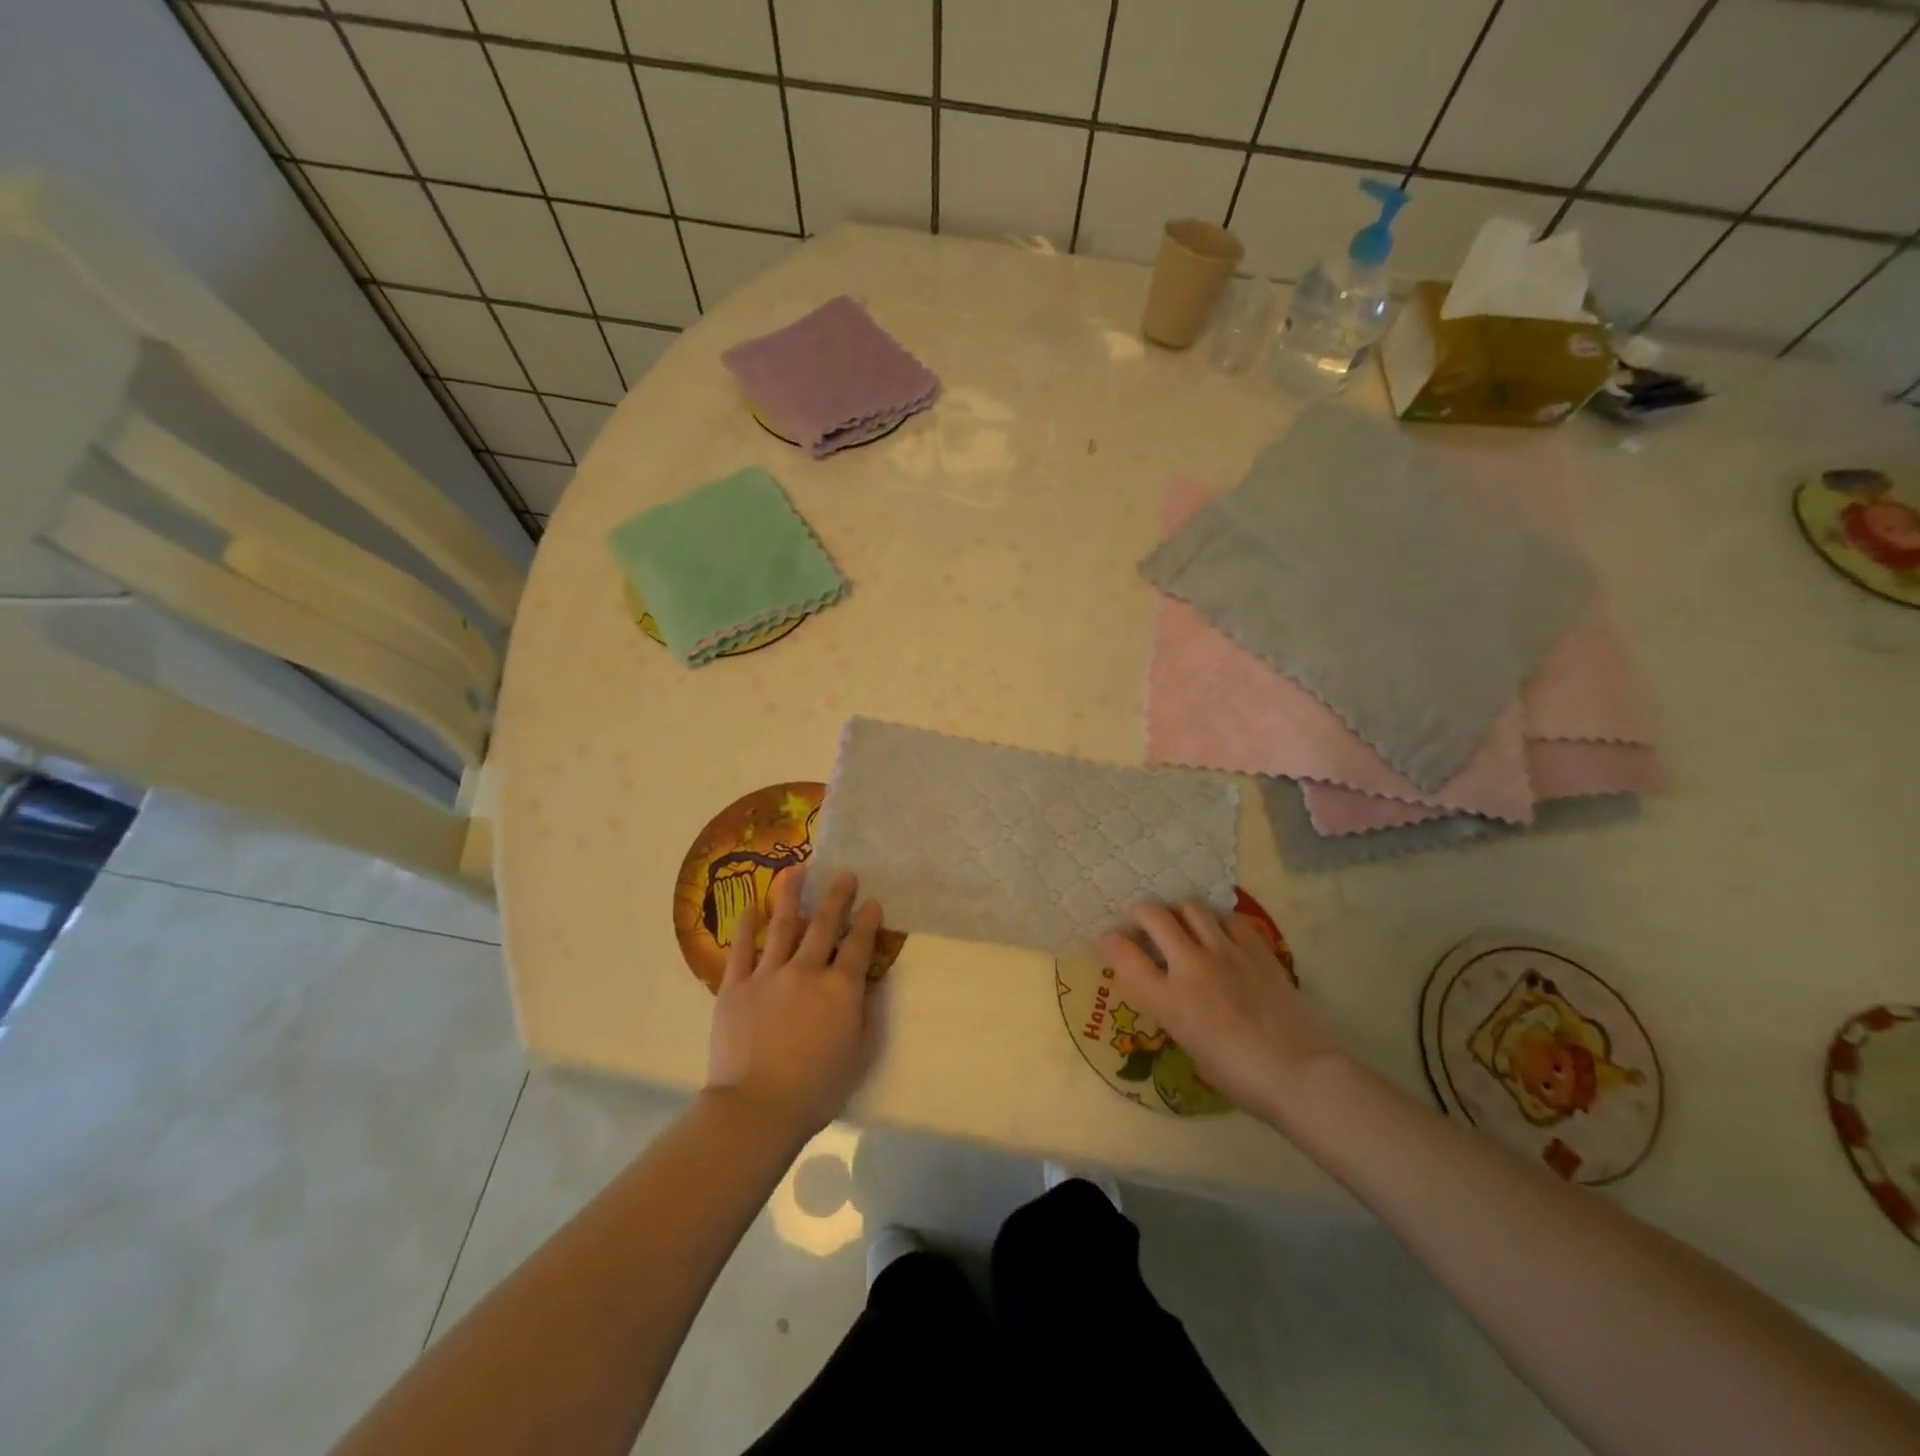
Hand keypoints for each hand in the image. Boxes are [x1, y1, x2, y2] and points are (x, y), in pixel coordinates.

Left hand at [705, 869, 884, 1141]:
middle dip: (837, 896)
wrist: (758, 1108)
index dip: (867, 920)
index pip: (859, 944)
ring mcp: (769, 975)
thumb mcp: (860, 1053)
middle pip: (824, 924)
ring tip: (798, 870)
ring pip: (782, 925)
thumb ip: (866, 1013)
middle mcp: (807, 971)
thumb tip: (867, 983)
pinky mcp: (736, 986)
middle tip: (844, 874)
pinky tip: (752, 905)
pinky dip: (747, 925)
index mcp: (840, 989)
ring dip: (792, 894)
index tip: (872, 901)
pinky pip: (741, 949)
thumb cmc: (817, 1088)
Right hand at [1097, 901, 1343, 1133]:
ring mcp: (1226, 952)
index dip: (1110, 942)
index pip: (1123, 954)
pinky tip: (1220, 936)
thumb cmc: (1238, 1076)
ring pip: (1190, 906)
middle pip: (1153, 915)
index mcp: (1168, 1000)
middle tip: (1144, 925)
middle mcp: (1191, 966)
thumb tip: (1164, 985)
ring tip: (1182, 925)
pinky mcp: (1256, 947)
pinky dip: (1216, 921)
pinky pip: (1228, 918)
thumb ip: (1169, 1007)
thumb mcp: (1188, 1044)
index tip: (1110, 940)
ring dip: (1178, 912)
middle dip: (1141, 913)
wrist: (1300, 1074)